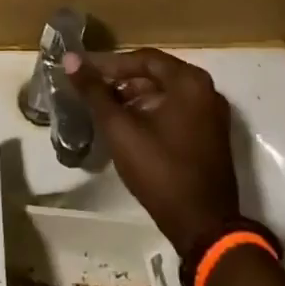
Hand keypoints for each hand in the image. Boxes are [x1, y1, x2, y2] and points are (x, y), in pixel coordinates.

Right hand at [64, 49, 240, 261]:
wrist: (203, 226)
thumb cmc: (160, 171)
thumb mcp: (120, 130)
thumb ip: (95, 92)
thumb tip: (71, 59)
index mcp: (189, 82)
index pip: (144, 59)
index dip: (110, 64)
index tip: (84, 72)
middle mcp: (207, 90)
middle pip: (156, 74)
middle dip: (122, 80)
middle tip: (92, 89)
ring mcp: (213, 113)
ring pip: (167, 93)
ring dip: (136, 96)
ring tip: (106, 108)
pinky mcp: (212, 134)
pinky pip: (178, 110)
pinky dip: (153, 111)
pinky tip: (130, 125)